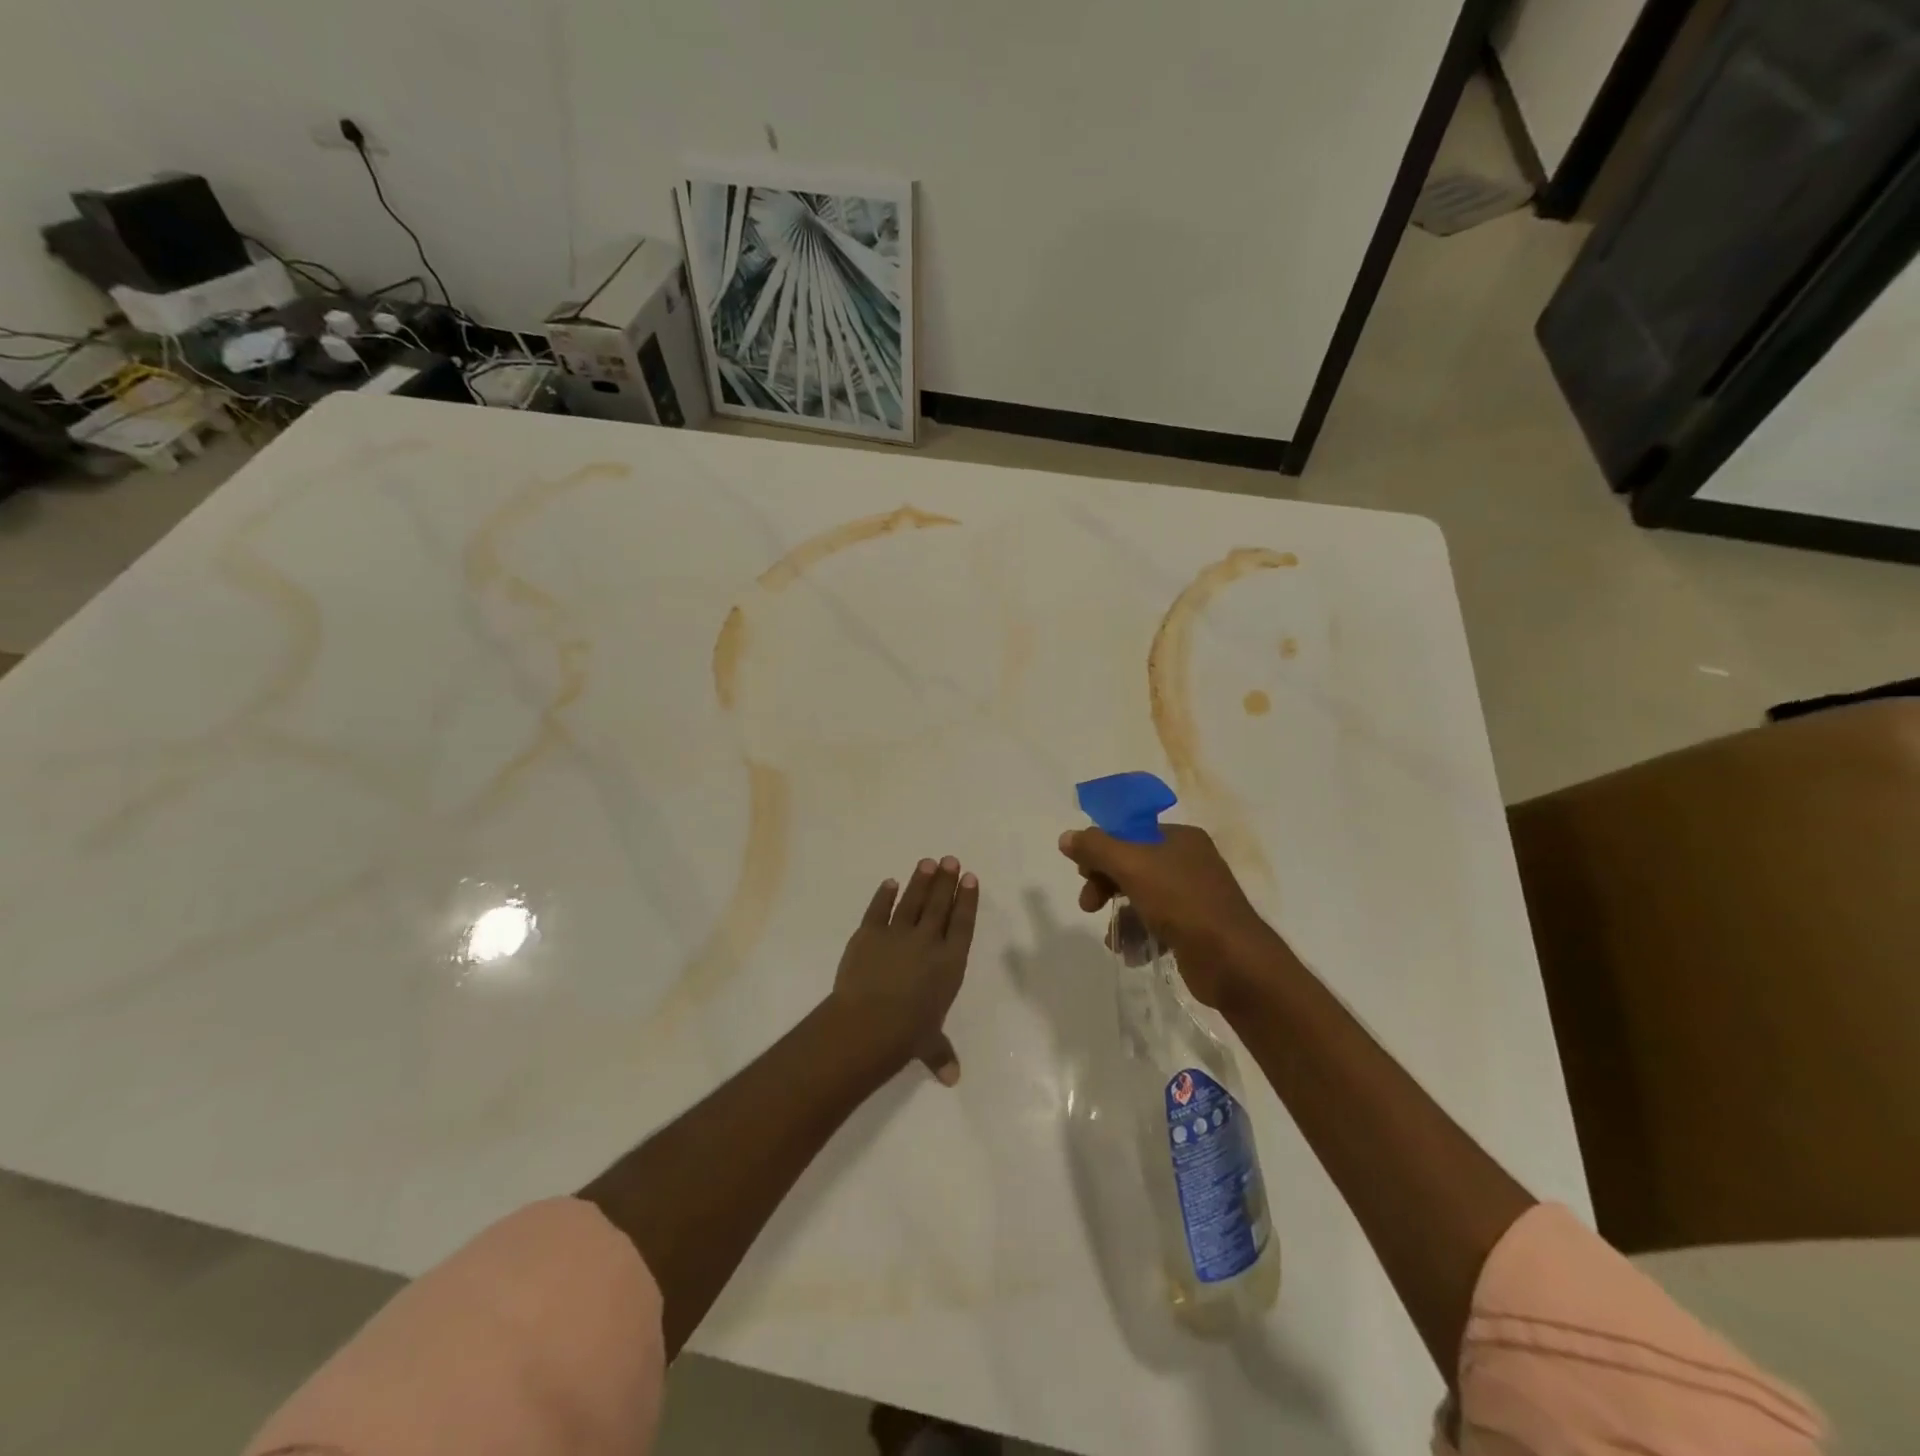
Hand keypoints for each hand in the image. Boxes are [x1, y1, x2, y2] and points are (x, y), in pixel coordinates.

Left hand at [830, 856, 978, 1084]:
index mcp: (950, 963)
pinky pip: (878, 909)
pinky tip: (890, 883)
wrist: (868, 1022)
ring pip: (912, 900)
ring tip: (927, 862)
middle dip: (946, 881)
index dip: (967, 900)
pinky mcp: (868, 933)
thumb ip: (941, 1053)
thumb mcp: (929, 1044)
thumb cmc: (907, 1034)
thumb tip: (952, 1078)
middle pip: (940, 904)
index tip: (970, 879)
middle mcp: (928, 942)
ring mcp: (897, 934)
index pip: (962, 924)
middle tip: (950, 860)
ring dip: (921, 880)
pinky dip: (884, 895)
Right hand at [1057, 823, 1281, 1008]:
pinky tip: (1129, 952)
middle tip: (1089, 905)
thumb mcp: (1132, 867)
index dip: (1102, 850)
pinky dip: (1139, 934)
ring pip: (1142, 897)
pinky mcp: (1195, 929)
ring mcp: (1194, 896)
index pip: (1130, 833)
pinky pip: (1156, 924)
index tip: (1083, 872)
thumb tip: (1067, 837)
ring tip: (1113, 937)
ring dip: (1120, 915)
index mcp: (1180, 838)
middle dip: (1105, 884)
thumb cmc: (1182, 903)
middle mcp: (1189, 861)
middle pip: (1132, 864)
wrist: (1233, 961)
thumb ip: (1096, 848)